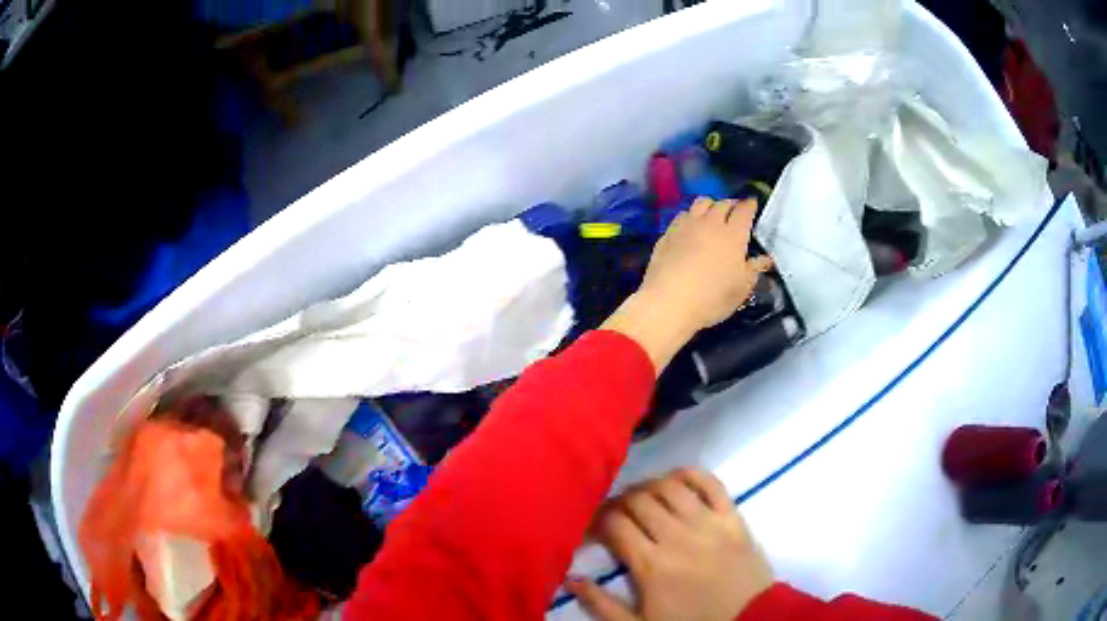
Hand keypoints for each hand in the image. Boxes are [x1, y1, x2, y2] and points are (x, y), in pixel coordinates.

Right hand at [564, 469, 772, 620]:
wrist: (749, 620)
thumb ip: (601, 604)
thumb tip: (571, 577)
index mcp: (651, 565)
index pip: (614, 523)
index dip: (596, 519)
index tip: (591, 528)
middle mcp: (677, 536)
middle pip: (638, 500)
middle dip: (618, 501)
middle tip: (614, 514)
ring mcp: (708, 523)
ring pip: (670, 486)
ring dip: (649, 486)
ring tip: (642, 499)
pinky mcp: (733, 517)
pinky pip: (710, 482)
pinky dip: (690, 474)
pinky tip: (676, 480)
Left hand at [643, 197, 771, 331]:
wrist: (668, 302)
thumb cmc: (712, 297)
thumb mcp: (741, 288)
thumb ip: (754, 269)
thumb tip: (766, 259)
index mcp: (733, 234)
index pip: (744, 210)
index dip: (750, 205)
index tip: (753, 204)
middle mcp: (710, 223)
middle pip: (722, 203)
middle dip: (731, 204)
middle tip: (735, 211)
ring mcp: (686, 226)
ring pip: (700, 203)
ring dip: (710, 205)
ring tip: (712, 214)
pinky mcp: (667, 234)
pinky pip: (682, 215)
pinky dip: (690, 216)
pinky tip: (690, 227)